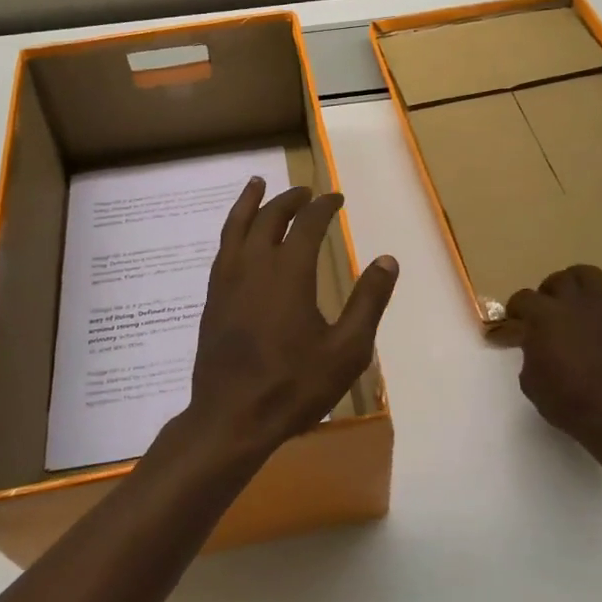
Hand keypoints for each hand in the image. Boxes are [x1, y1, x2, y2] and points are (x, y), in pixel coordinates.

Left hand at [175, 180, 397, 467]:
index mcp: (289, 273)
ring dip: (251, 202)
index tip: (336, 198)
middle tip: (305, 192)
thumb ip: (368, 302)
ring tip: (258, 184)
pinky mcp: (213, 298)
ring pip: (237, 226)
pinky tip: (238, 235)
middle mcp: (255, 265)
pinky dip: (233, 229)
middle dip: (290, 200)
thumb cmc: (294, 386)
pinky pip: (223, 248)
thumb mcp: (347, 350)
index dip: (324, 207)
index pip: (308, 224)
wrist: (232, 417)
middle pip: (270, 217)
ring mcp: (228, 280)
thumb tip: (388, 260)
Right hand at [507, 266, 601, 448]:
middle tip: (546, 310)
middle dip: (547, 292)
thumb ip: (529, 351)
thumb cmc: (564, 399)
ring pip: (588, 274)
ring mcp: (601, 307)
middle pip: (556, 279)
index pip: (522, 298)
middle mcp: (571, 302)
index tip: (514, 322)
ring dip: (577, 284)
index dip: (515, 310)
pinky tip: (600, 317)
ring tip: (574, 301)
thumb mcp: (530, 379)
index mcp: (543, 315)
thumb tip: (535, 344)